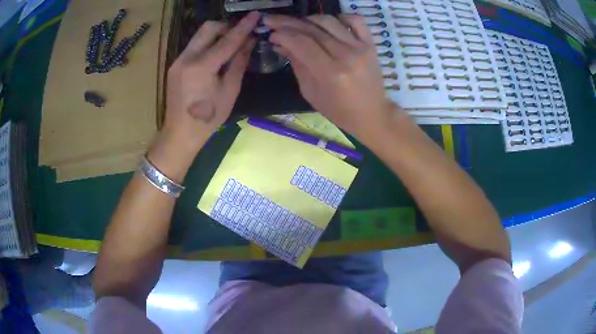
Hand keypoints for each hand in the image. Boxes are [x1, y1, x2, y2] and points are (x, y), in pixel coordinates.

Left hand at [163, 11, 259, 150]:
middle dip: (226, 27)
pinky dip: (207, 45)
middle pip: (208, 28)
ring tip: (229, 46)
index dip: (243, 26)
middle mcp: (186, 58)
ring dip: (216, 35)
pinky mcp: (175, 65)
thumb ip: (239, 62)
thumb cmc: (208, 118)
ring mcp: (178, 61)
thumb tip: (249, 42)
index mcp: (202, 66)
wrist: (180, 133)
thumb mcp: (230, 91)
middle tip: (239, 36)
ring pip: (199, 36)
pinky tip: (215, 57)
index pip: (227, 40)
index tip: (255, 15)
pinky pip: (194, 46)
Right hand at [264, 14, 397, 139]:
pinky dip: (340, 16)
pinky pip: (355, 20)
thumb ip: (296, 64)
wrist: (372, 113)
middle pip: (312, 29)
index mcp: (330, 73)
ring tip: (298, 24)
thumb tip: (279, 43)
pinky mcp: (370, 44)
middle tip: (273, 20)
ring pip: (329, 21)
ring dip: (309, 19)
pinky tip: (328, 23)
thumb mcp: (310, 91)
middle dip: (288, 22)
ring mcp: (360, 47)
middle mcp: (346, 55)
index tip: (271, 33)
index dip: (283, 34)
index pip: (301, 43)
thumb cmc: (338, 110)